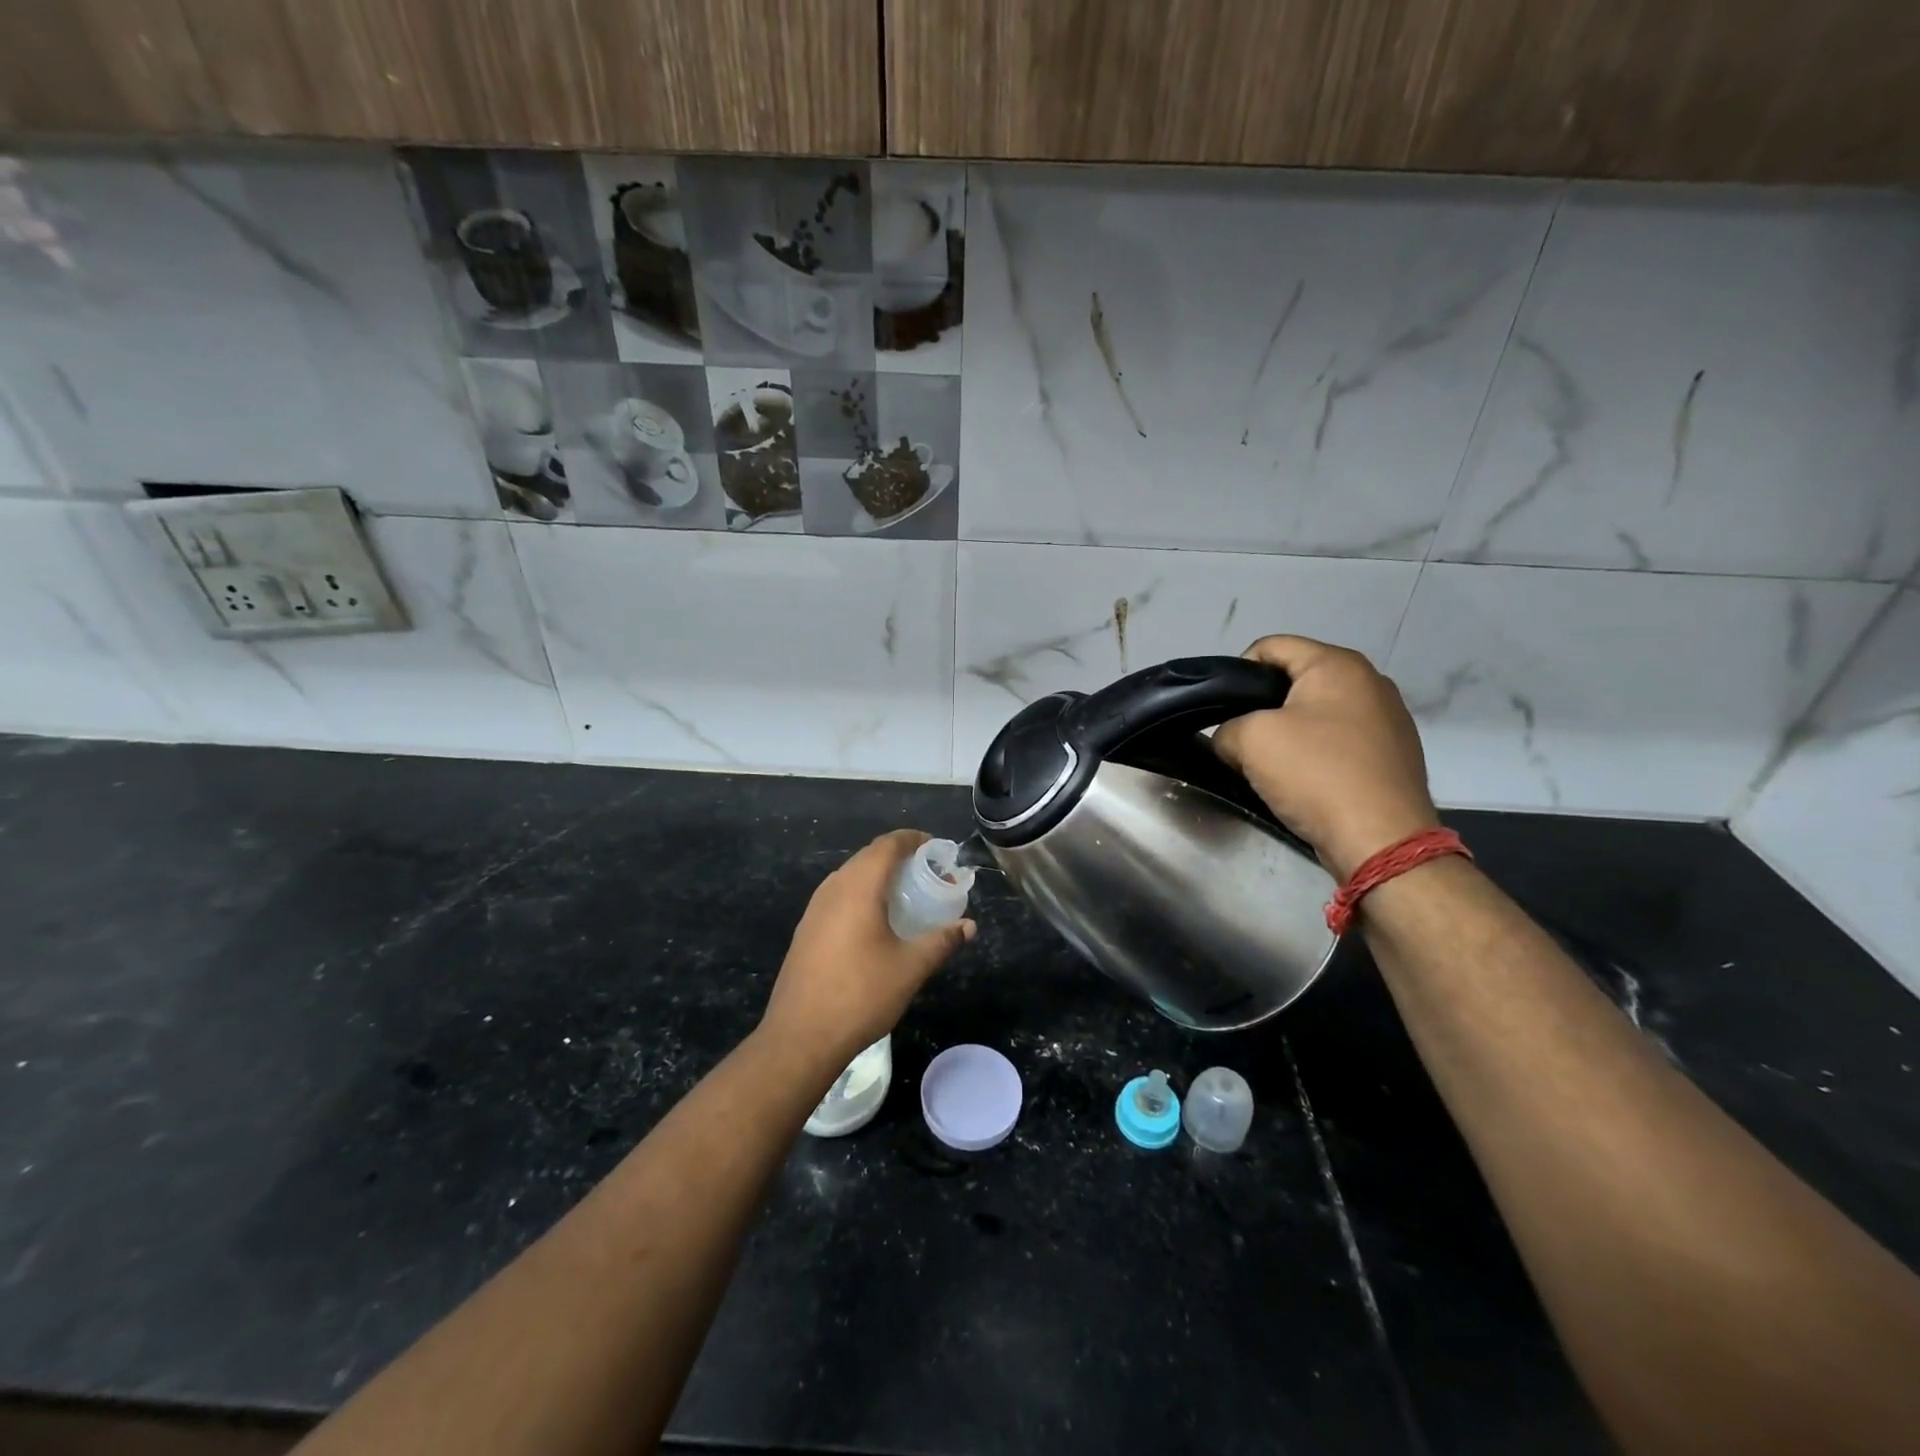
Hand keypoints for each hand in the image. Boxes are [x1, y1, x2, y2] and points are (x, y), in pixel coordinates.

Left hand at [760, 830, 975, 1067]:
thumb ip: (941, 942)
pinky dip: (862, 895)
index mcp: (858, 887)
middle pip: (868, 856)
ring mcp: (814, 909)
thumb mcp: (910, 968)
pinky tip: (875, 922)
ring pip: (850, 876)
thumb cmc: (860, 995)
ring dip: (878, 876)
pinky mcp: (806, 929)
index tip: (937, 849)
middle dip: (899, 857)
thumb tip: (969, 926)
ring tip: (906, 895)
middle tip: (928, 873)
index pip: (887, 845)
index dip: (913, 839)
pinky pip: (838, 896)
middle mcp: (833, 888)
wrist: (800, 1036)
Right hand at [1211, 635, 1439, 880]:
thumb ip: (1226, 729)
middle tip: (1241, 739)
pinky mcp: (1394, 754)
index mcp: (1337, 664)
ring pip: (1318, 713)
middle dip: (1263, 706)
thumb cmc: (1315, 774)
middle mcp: (1370, 681)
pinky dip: (1316, 754)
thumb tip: (1232, 741)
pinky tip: (1305, 782)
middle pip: (1296, 680)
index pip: (1271, 646)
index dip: (1237, 672)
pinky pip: (1340, 741)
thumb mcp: (1249, 741)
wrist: (1381, 841)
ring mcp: (1389, 719)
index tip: (1222, 709)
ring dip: (1289, 733)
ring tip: (1271, 765)